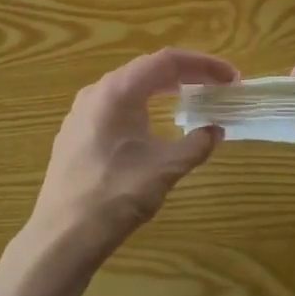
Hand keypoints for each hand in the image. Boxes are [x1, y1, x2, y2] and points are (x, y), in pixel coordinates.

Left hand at [8, 48, 237, 295]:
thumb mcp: (166, 168)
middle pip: (146, 69)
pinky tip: (151, 123)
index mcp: (119, 91)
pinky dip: (140, 105)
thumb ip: (196, 144)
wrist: (63, 234)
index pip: (167, 61)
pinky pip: (113, 105)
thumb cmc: (117, 195)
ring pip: (127, 87)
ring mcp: (80, 112)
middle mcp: (96, 92)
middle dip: (184, 74)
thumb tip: (215, 131)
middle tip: (215, 86)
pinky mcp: (74, 133)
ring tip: (188, 97)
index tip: (231, 77)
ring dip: (161, 88)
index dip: (204, 64)